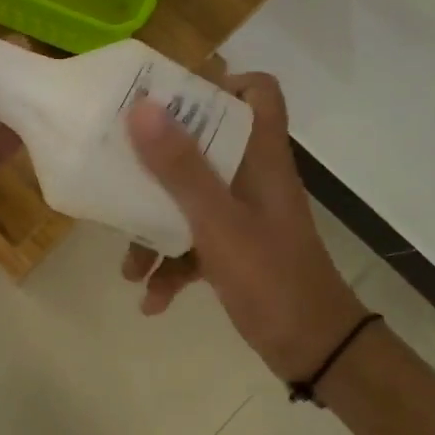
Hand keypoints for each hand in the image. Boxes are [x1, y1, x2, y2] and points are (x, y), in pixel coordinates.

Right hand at [123, 72, 364, 382]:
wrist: (315, 350)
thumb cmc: (271, 278)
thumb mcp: (219, 222)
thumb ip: (181, 168)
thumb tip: (142, 108)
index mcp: (260, 158)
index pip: (257, 93)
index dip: (218, 84)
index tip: (168, 101)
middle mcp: (250, 178)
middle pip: (204, 144)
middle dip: (157, 160)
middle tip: (119, 165)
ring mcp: (241, 215)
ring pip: (188, 200)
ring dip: (154, 230)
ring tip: (129, 268)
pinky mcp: (232, 249)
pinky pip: (191, 243)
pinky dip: (169, 268)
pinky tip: (151, 300)